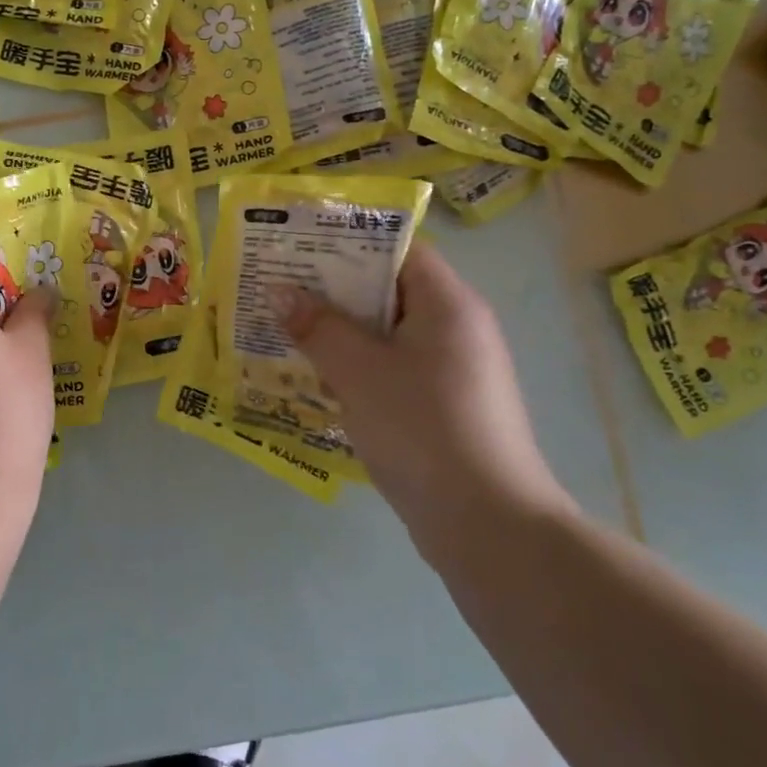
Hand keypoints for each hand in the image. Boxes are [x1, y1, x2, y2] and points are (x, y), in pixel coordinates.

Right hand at [276, 240, 572, 562]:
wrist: (487, 525)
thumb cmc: (422, 427)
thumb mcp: (359, 370)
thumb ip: (318, 326)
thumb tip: (280, 291)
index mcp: (447, 304)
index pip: (398, 250)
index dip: (348, 242)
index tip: (299, 247)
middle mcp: (456, 329)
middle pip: (388, 291)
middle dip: (332, 291)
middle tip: (280, 289)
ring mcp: (452, 371)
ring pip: (386, 335)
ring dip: (339, 332)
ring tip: (286, 330)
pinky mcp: (442, 407)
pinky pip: (392, 370)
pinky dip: (356, 367)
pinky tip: (316, 379)